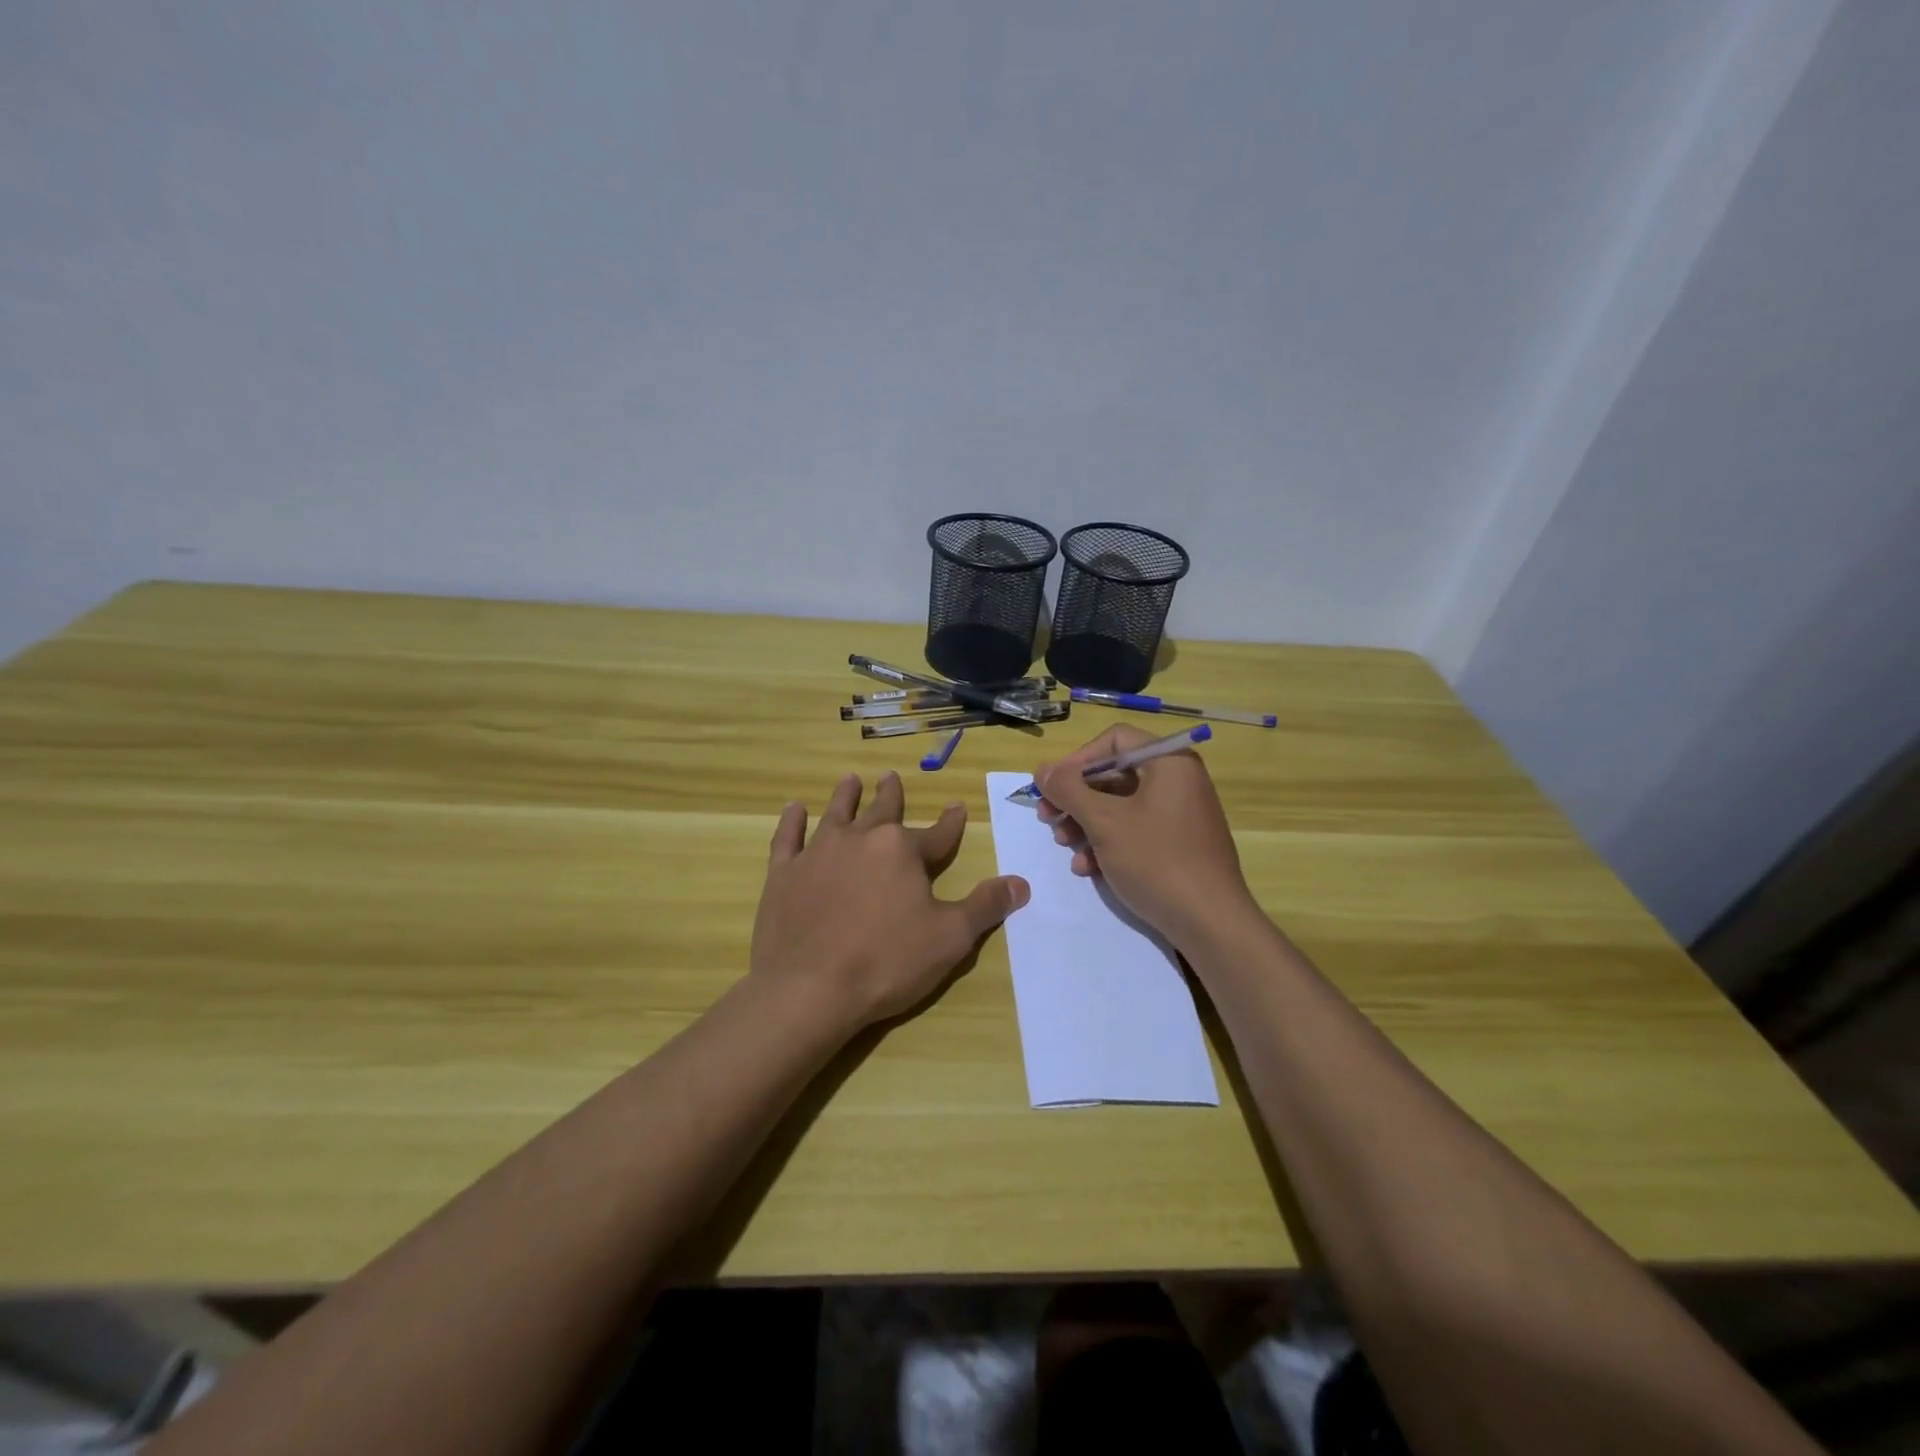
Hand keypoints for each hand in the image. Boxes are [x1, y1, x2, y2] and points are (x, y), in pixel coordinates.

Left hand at [751, 771, 1029, 1030]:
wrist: (809, 988)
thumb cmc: (887, 962)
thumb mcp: (951, 938)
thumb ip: (985, 906)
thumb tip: (1021, 883)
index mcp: (902, 851)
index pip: (937, 834)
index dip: (951, 823)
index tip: (958, 808)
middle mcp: (861, 839)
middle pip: (882, 811)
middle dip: (890, 794)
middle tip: (891, 776)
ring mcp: (818, 853)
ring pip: (836, 814)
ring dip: (845, 796)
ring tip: (850, 780)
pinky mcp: (784, 873)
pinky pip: (788, 838)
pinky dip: (791, 821)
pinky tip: (794, 808)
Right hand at [1035, 724, 1255, 950]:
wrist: (1210, 923)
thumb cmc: (1156, 861)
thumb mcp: (1104, 822)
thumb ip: (1068, 790)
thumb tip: (1042, 769)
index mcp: (1169, 762)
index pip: (1114, 740)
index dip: (1077, 760)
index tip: (1052, 786)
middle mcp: (1178, 780)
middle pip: (1114, 773)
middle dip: (1076, 798)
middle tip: (1047, 818)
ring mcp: (1180, 813)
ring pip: (1120, 805)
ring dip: (1085, 823)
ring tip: (1064, 845)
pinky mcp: (1178, 843)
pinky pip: (1135, 829)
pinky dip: (1108, 842)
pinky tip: (1087, 867)